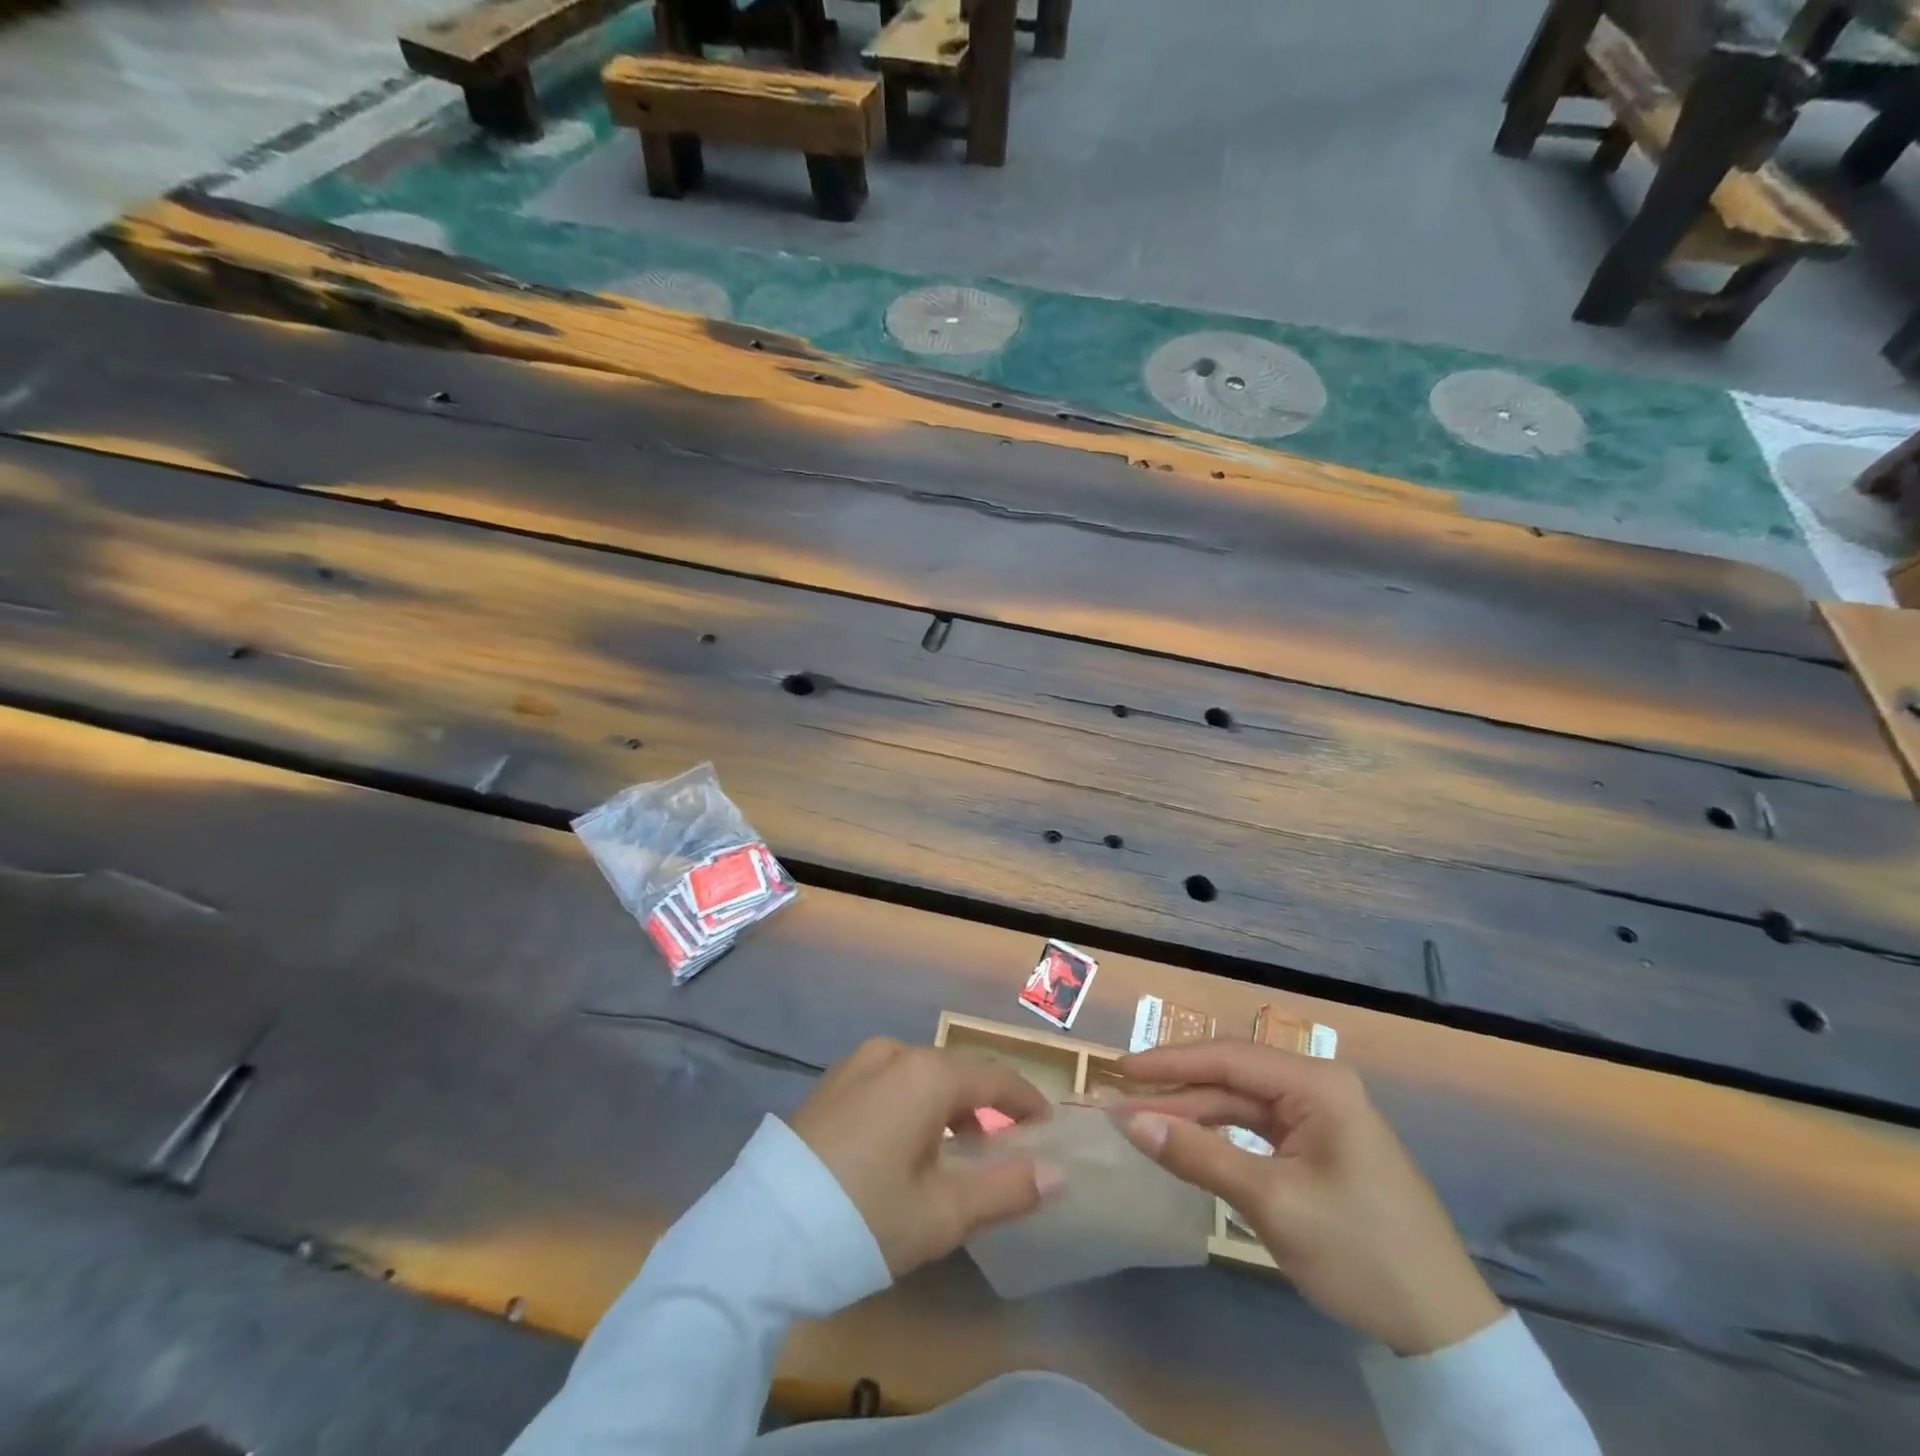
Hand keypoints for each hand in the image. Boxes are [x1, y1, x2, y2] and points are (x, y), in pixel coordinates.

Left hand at [790, 1038, 1061, 1277]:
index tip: (1047, 1126)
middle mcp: (893, 1053)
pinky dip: (911, 1106)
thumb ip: (1005, 1188)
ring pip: (919, 1077)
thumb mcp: (942, 1214)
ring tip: (955, 1153)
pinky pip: (888, 1083)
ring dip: (946, 1107)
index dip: (1026, 1101)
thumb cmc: (863, 1219)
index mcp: (926, 1074)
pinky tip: (905, 1147)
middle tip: (1003, 1147)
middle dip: (985, 1106)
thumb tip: (1056, 1173)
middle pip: (955, 1073)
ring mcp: (856, 1064)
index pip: (994, 1078)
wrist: (761, 1231)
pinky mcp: (830, 1084)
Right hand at [1116, 1041, 1502, 1356]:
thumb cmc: (1359, 1252)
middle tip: (1122, 1100)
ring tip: (1143, 1121)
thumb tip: (1130, 1121)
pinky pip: (1257, 1129)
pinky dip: (1220, 1136)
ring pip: (1241, 1103)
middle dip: (1177, 1090)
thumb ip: (1197, 1155)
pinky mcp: (1319, 1147)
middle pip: (1232, 1077)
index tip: (1120, 1070)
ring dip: (1194, 1113)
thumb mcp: (1271, 1202)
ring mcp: (1320, 1117)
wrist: (1443, 1329)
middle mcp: (1318, 1087)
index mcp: (1317, 1084)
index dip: (1169, 1062)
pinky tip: (1187, 1142)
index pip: (1228, 1057)